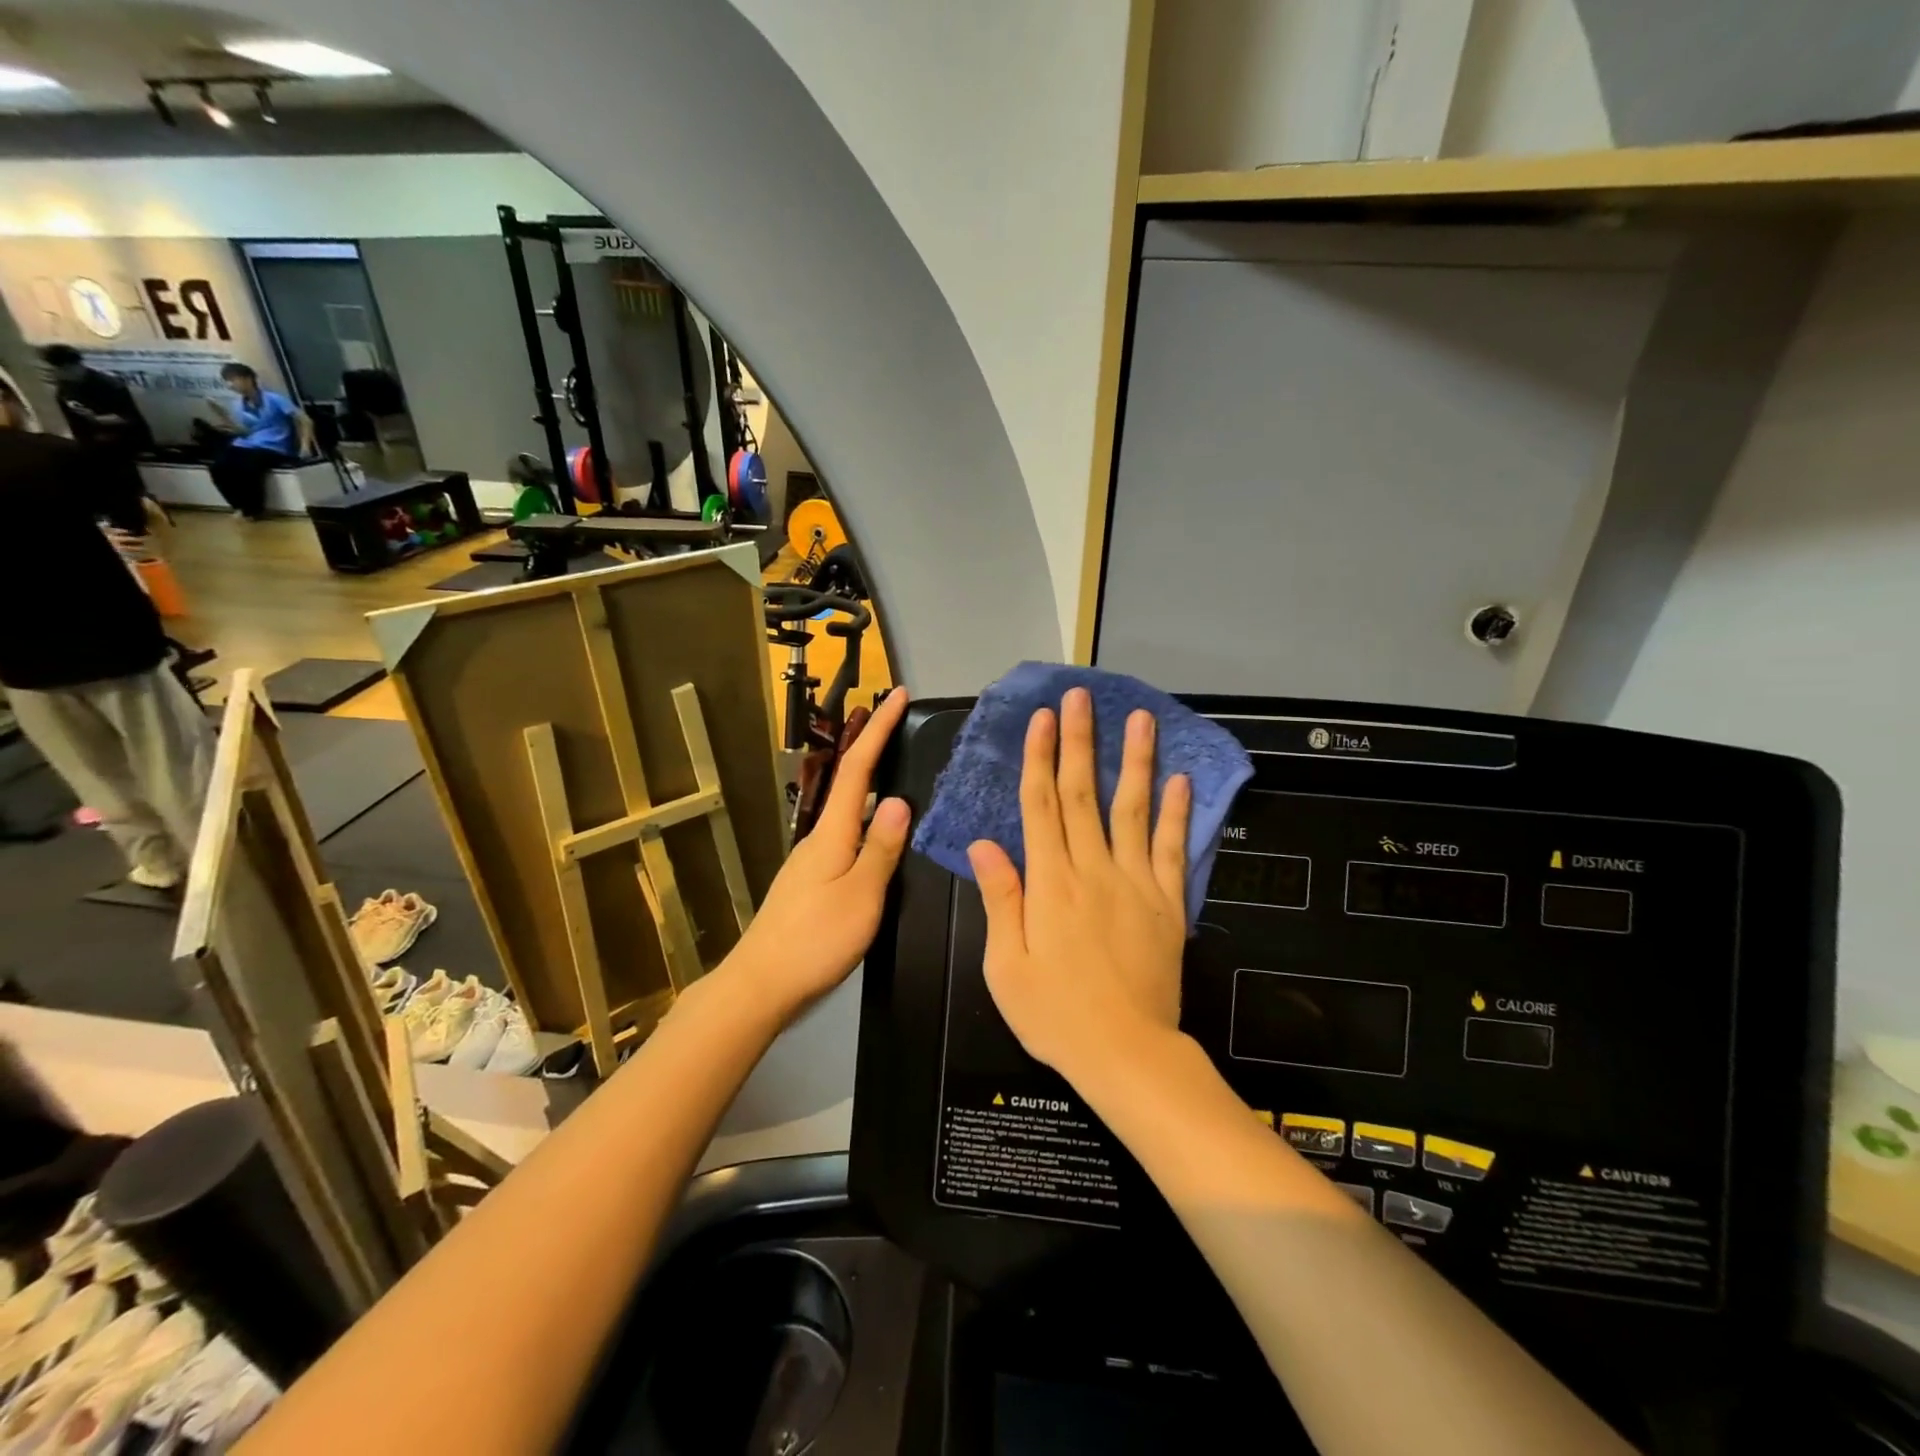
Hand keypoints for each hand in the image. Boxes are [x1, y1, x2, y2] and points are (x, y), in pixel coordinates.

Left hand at [728, 687, 912, 1015]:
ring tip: (903, 776)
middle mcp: (819, 838)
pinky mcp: (810, 884)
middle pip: (850, 784)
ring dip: (872, 787)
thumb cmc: (815, 940)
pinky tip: (882, 840)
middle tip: (904, 727)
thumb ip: (882, 849)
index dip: (878, 730)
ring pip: (849, 813)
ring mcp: (811, 862)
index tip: (895, 694)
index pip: (858, 769)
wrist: (760, 986)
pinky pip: (847, 839)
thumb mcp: (861, 895)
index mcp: (833, 834)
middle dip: (875, 749)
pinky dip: (868, 824)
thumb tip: (898, 800)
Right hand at [968, 688, 1191, 1082]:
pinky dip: (1177, 813)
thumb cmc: (1055, 1014)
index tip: (1043, 719)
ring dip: (1134, 760)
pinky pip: (1173, 849)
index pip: (1041, 805)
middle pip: (1082, 794)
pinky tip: (1180, 779)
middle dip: (1080, 741)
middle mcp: (1093, 870)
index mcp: (1050, 883)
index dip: (1040, 757)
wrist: (1126, 1054)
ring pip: (1133, 809)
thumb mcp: (1006, 965)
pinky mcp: (1168, 902)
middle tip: (1082, 697)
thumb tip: (985, 844)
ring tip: (1140, 718)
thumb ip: (1001, 899)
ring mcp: (1136, 883)